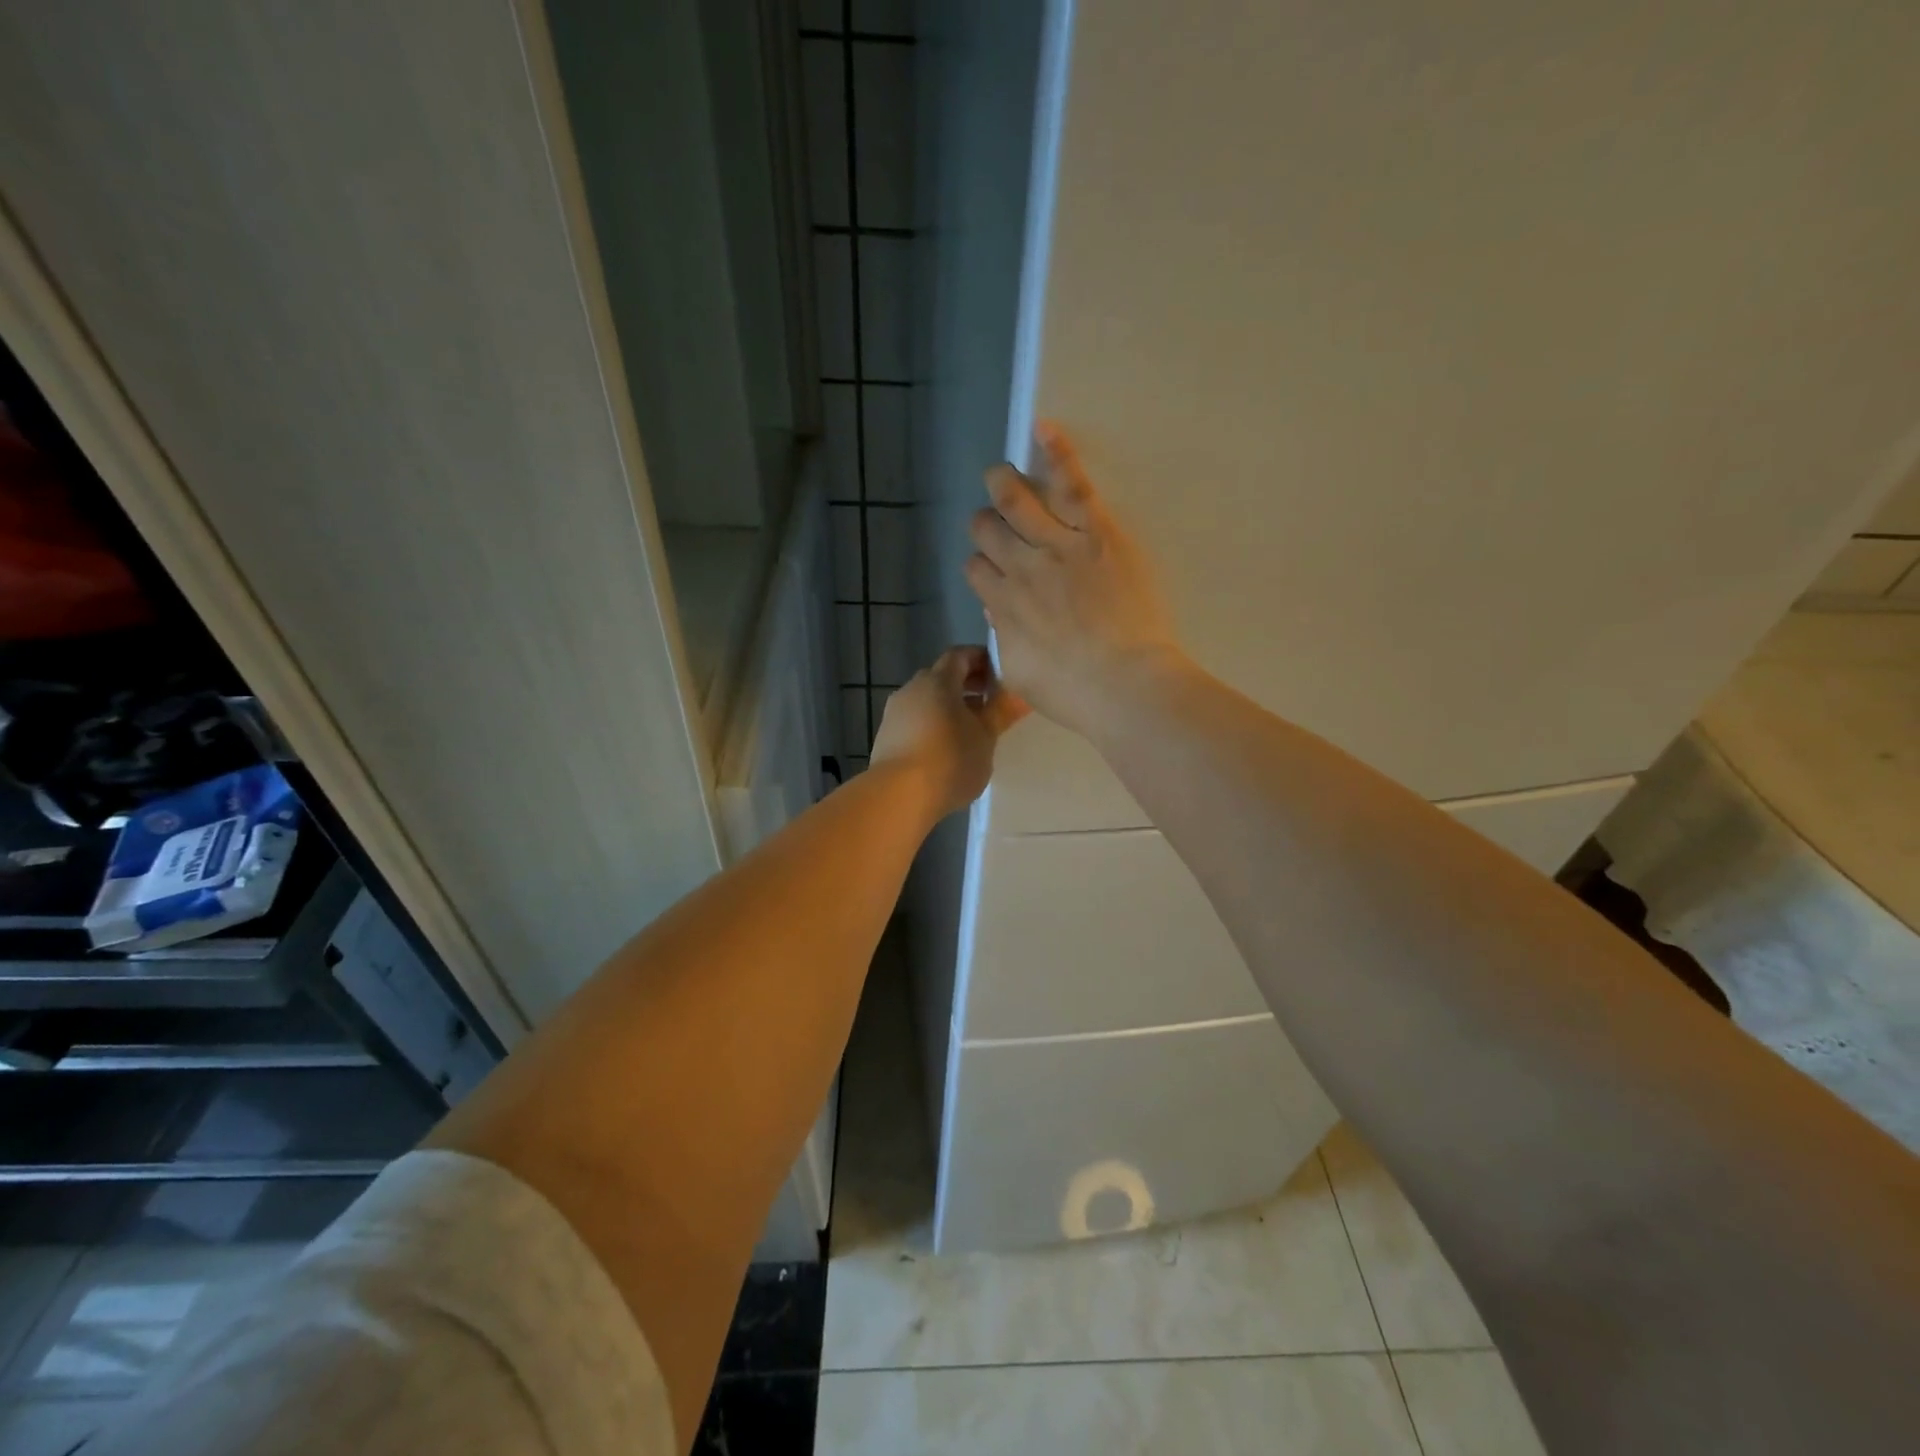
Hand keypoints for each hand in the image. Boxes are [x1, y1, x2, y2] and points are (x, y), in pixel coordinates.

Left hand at [871, 646, 1028, 818]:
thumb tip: (1020, 694)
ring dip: (948, 707)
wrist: (898, 796)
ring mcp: (894, 713)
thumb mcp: (985, 737)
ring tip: (971, 729)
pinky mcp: (885, 737)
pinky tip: (945, 748)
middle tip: (991, 701)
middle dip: (967, 685)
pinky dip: (932, 725)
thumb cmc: (950, 759)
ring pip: (926, 700)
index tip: (1001, 673)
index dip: (981, 659)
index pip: (960, 655)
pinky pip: (914, 721)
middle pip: (941, 677)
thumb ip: (1002, 712)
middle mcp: (912, 688)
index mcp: (938, 680)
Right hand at [964, 422, 1179, 735]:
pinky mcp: (1096, 532)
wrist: (1124, 684)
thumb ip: (1004, 639)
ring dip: (1003, 484)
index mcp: (1002, 604)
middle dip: (987, 524)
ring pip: (1017, 501)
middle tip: (998, 524)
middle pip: (988, 530)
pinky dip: (1057, 453)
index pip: (976, 568)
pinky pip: (1072, 485)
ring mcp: (1057, 545)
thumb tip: (997, 611)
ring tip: (1000, 474)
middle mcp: (1020, 567)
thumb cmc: (1073, 692)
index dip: (982, 566)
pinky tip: (1043, 429)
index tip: (995, 572)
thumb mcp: (1020, 674)